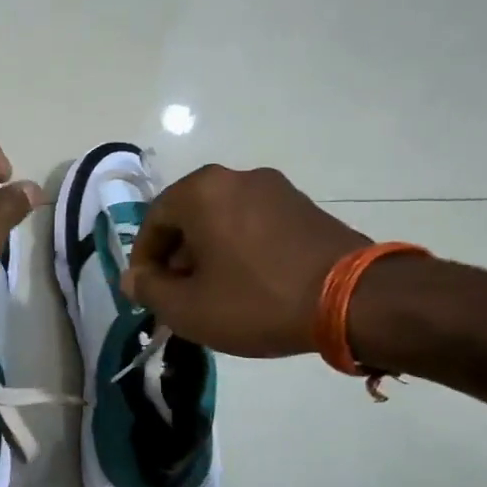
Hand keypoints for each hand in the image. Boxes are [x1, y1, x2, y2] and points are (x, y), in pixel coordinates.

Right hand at [120, 164, 368, 356]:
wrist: (353, 300)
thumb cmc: (257, 301)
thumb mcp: (188, 308)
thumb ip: (149, 290)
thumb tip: (133, 278)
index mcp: (202, 191)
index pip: (154, 220)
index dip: (144, 260)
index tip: (147, 292)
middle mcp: (237, 178)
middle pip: (189, 217)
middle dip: (177, 256)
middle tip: (178, 294)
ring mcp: (276, 189)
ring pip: (222, 220)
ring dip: (209, 253)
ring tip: (213, 293)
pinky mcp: (305, 206)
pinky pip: (254, 224)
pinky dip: (240, 249)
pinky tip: (248, 284)